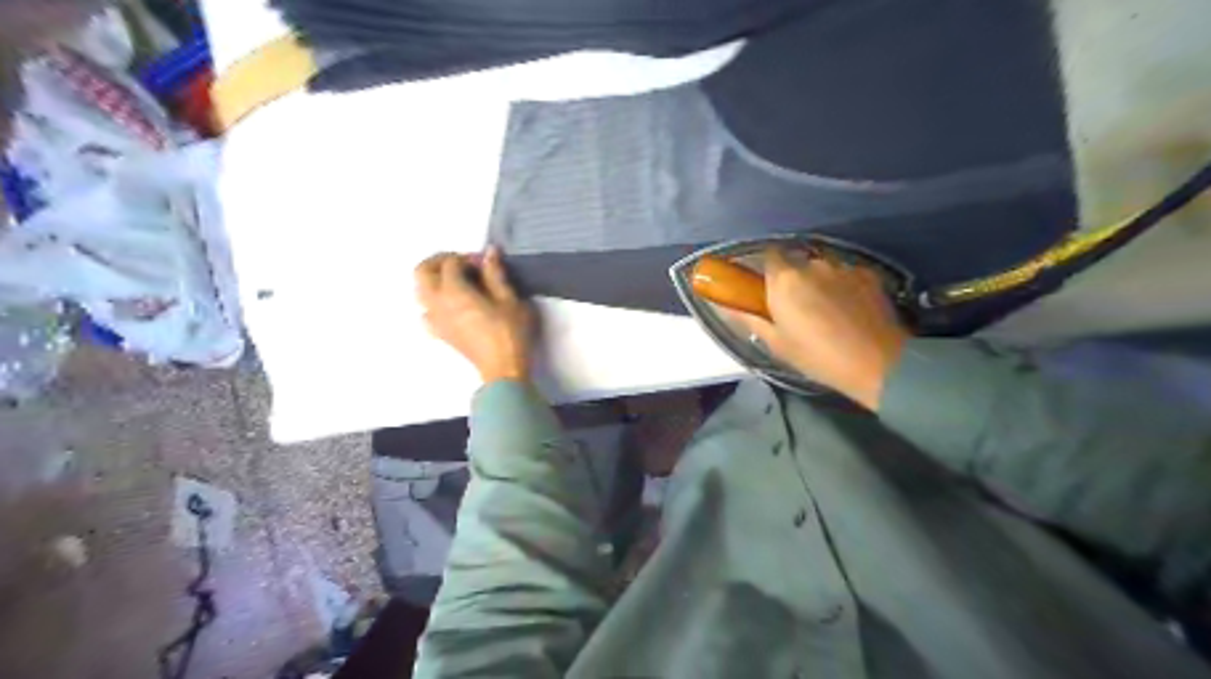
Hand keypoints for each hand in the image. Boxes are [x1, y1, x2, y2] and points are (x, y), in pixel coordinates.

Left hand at [418, 246, 533, 383]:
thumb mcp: (509, 300)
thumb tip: (489, 252)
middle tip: (461, 263)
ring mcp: (435, 320)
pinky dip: (433, 302)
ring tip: (456, 281)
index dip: (467, 257)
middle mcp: (437, 303)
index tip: (484, 263)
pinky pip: (425, 312)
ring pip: (420, 291)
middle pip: (422, 271)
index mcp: (454, 292)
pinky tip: (450, 305)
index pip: (450, 263)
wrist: (503, 368)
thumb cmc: (510, 332)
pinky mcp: (439, 333)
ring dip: (433, 279)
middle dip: (439, 261)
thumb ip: (495, 274)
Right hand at [729, 245, 907, 411]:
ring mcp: (843, 266)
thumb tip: (724, 305)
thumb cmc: (818, 356)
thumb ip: (749, 318)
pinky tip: (849, 309)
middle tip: (797, 306)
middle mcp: (812, 264)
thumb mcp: (776, 343)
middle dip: (794, 278)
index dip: (767, 270)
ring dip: (820, 281)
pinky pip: (847, 274)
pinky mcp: (869, 273)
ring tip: (828, 309)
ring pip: (823, 267)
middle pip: (796, 261)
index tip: (767, 287)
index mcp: (784, 279)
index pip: (768, 255)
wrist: (878, 363)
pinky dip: (844, 285)